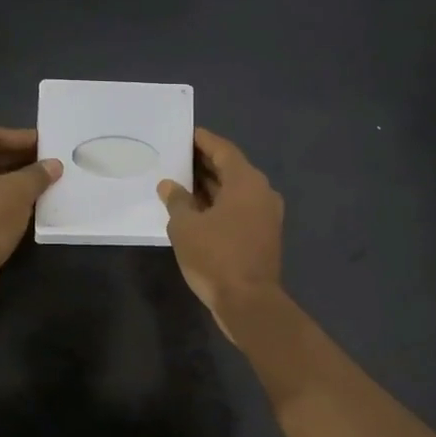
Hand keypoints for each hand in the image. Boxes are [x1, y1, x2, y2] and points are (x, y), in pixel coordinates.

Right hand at [158, 128, 284, 342]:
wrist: (249, 302)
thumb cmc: (216, 257)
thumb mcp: (186, 227)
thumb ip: (177, 201)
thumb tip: (169, 185)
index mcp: (246, 182)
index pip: (223, 150)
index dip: (204, 141)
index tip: (187, 134)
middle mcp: (261, 192)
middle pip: (232, 169)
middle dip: (205, 163)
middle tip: (178, 157)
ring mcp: (266, 215)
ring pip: (236, 191)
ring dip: (211, 186)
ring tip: (182, 182)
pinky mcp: (263, 235)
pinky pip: (239, 209)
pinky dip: (219, 204)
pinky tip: (196, 210)